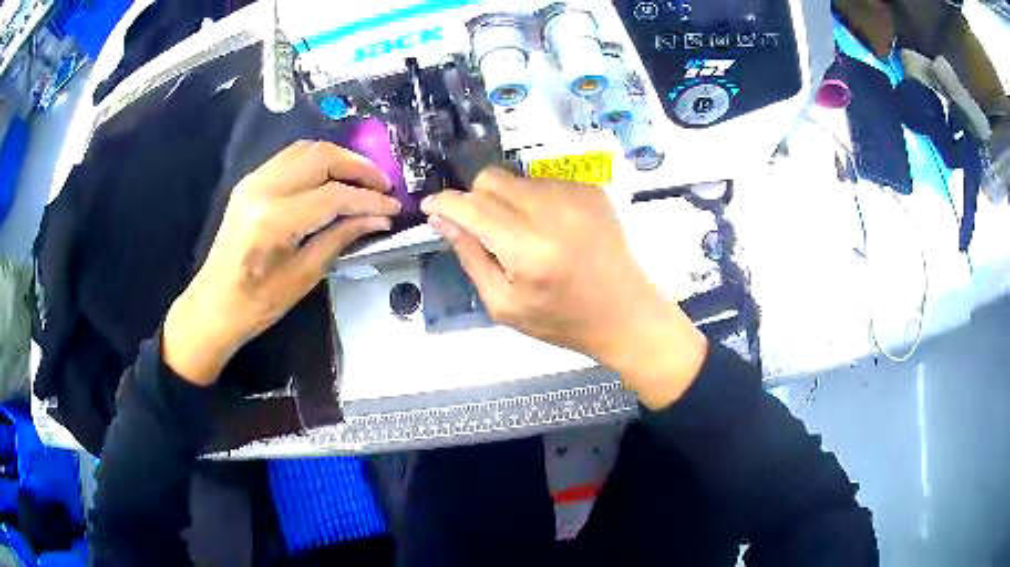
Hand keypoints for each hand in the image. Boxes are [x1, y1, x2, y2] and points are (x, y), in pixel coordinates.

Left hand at [163, 141, 400, 385]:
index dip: (369, 200)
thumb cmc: (257, 303)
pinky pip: (291, 157)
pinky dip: (318, 161)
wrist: (214, 304)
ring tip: (363, 179)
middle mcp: (263, 189)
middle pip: (321, 157)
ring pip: (307, 150)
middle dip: (359, 167)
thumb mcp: (304, 276)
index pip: (333, 195)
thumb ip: (341, 237)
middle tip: (383, 186)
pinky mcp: (251, 181)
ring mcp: (254, 180)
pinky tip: (333, 177)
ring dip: (340, 159)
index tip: (394, 207)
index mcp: (275, 220)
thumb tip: (378, 219)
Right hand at [422, 168, 707, 408]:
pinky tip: (551, 230)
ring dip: (507, 201)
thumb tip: (442, 220)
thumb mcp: (504, 304)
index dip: (445, 203)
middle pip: (491, 179)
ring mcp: (576, 195)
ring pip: (516, 179)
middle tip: (485, 229)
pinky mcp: (591, 190)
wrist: (626, 313)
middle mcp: (552, 212)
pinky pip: (544, 182)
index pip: (472, 207)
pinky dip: (535, 201)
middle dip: (476, 199)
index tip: (431, 207)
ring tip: (526, 235)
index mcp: (528, 250)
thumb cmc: (562, 320)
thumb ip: (471, 257)